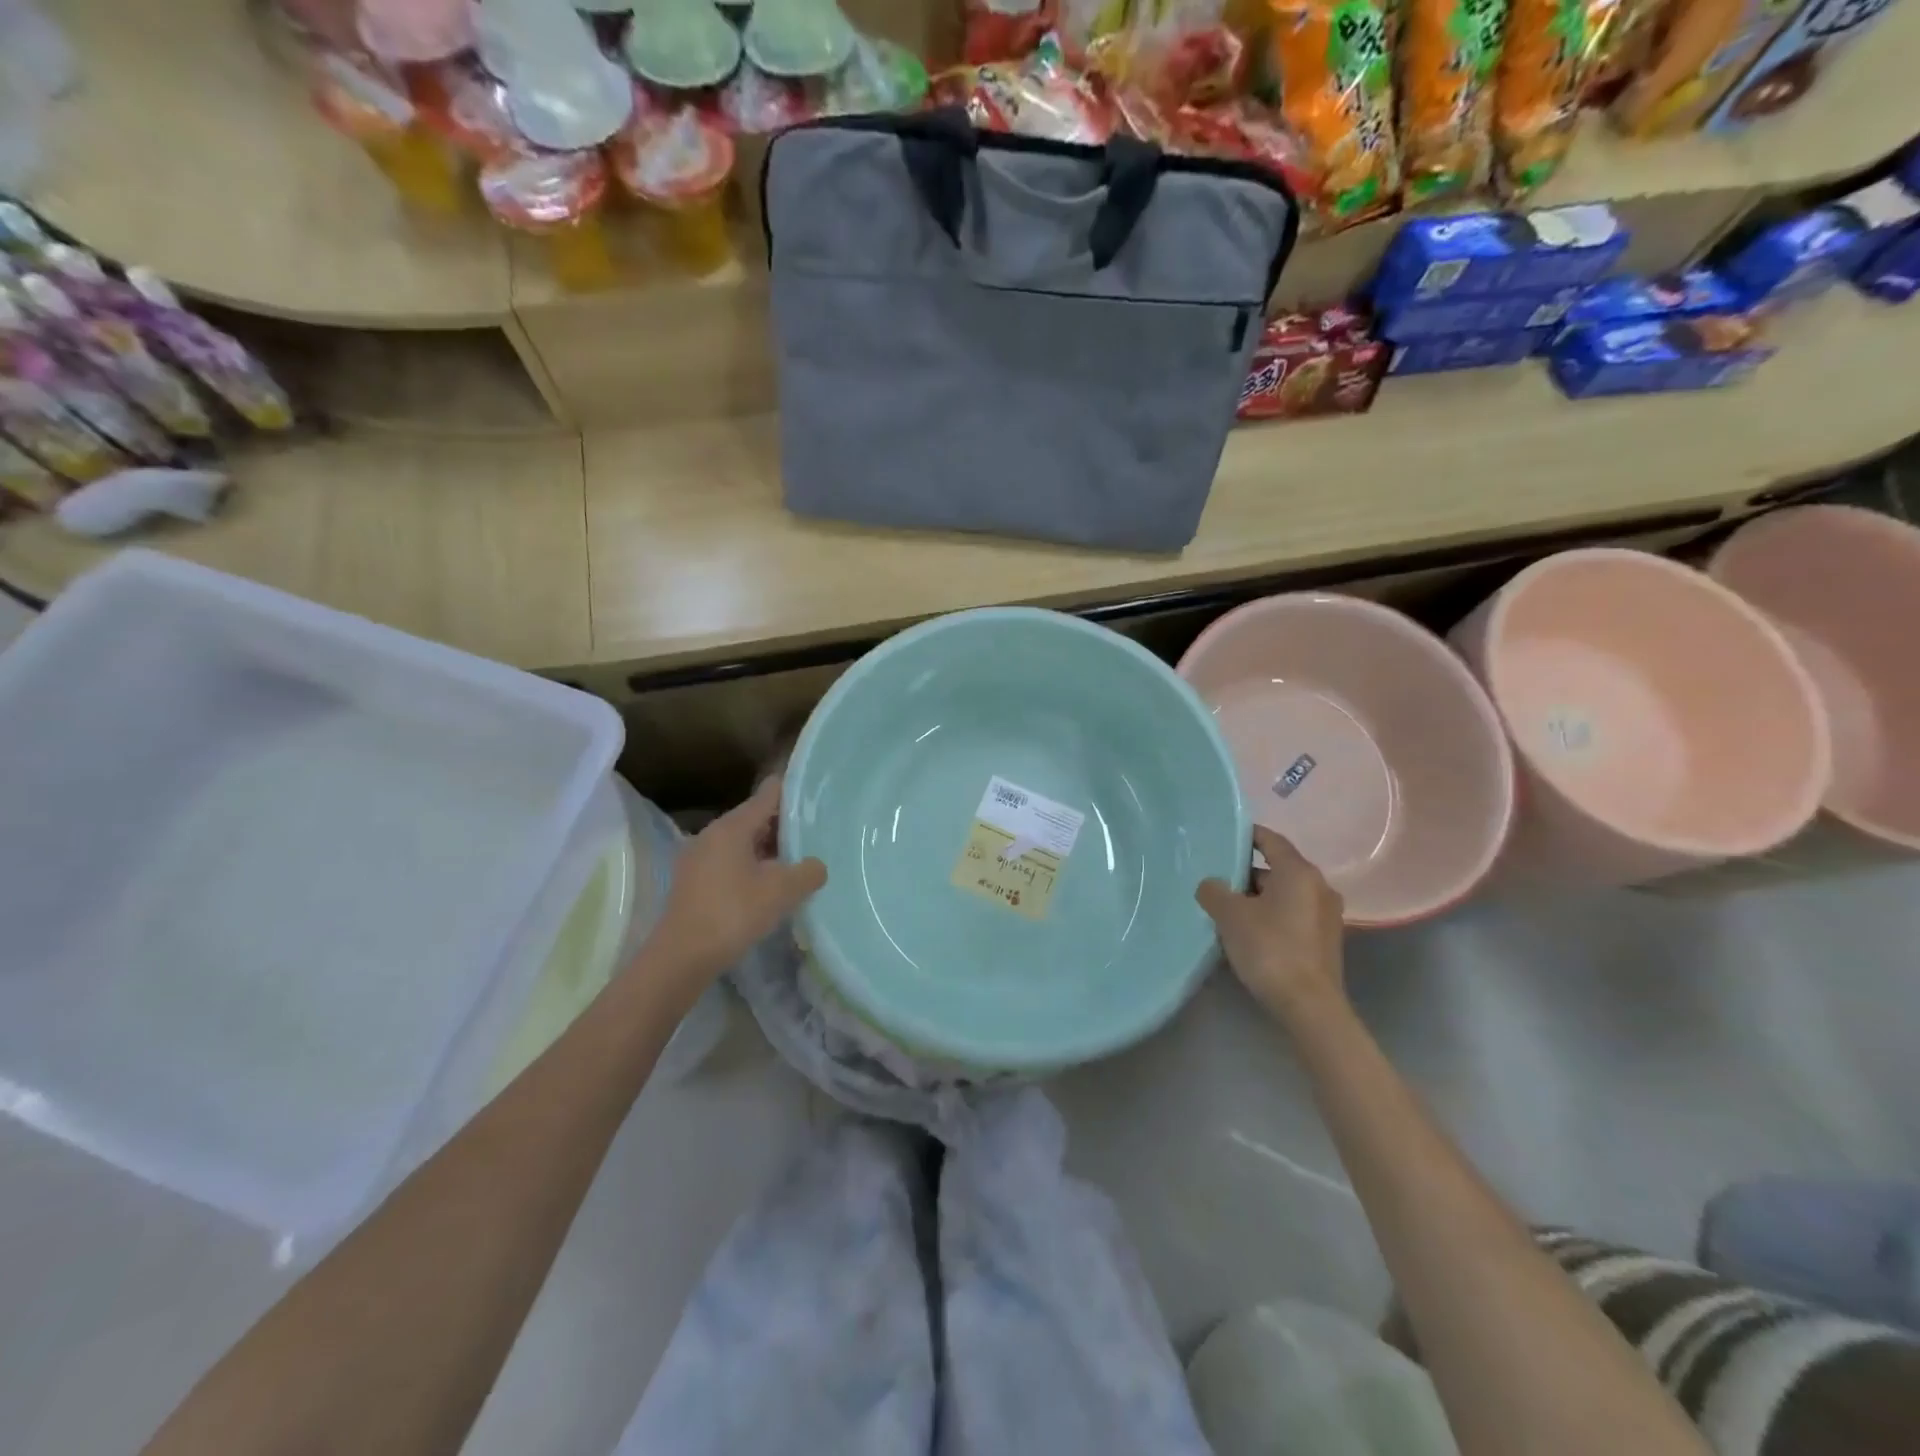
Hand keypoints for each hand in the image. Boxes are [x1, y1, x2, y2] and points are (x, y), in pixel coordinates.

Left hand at [641, 776, 825, 998]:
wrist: (681, 958)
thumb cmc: (733, 913)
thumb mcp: (782, 892)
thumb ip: (808, 872)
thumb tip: (817, 866)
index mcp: (732, 827)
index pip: (768, 794)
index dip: (792, 791)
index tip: (816, 795)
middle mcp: (712, 834)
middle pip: (755, 818)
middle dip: (784, 826)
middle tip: (815, 835)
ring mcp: (698, 858)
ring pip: (742, 843)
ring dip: (768, 850)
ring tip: (797, 863)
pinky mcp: (692, 882)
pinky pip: (729, 862)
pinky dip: (751, 867)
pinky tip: (768, 888)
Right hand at [1196, 825, 1345, 1023]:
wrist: (1309, 1006)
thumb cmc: (1269, 948)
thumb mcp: (1230, 915)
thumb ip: (1214, 891)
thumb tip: (1211, 884)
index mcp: (1299, 872)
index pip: (1271, 840)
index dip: (1246, 835)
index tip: (1222, 837)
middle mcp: (1319, 887)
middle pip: (1277, 869)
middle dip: (1246, 873)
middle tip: (1216, 880)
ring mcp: (1326, 915)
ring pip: (1284, 894)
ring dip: (1257, 898)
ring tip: (1227, 909)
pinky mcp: (1325, 941)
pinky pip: (1292, 915)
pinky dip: (1271, 916)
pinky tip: (1248, 933)